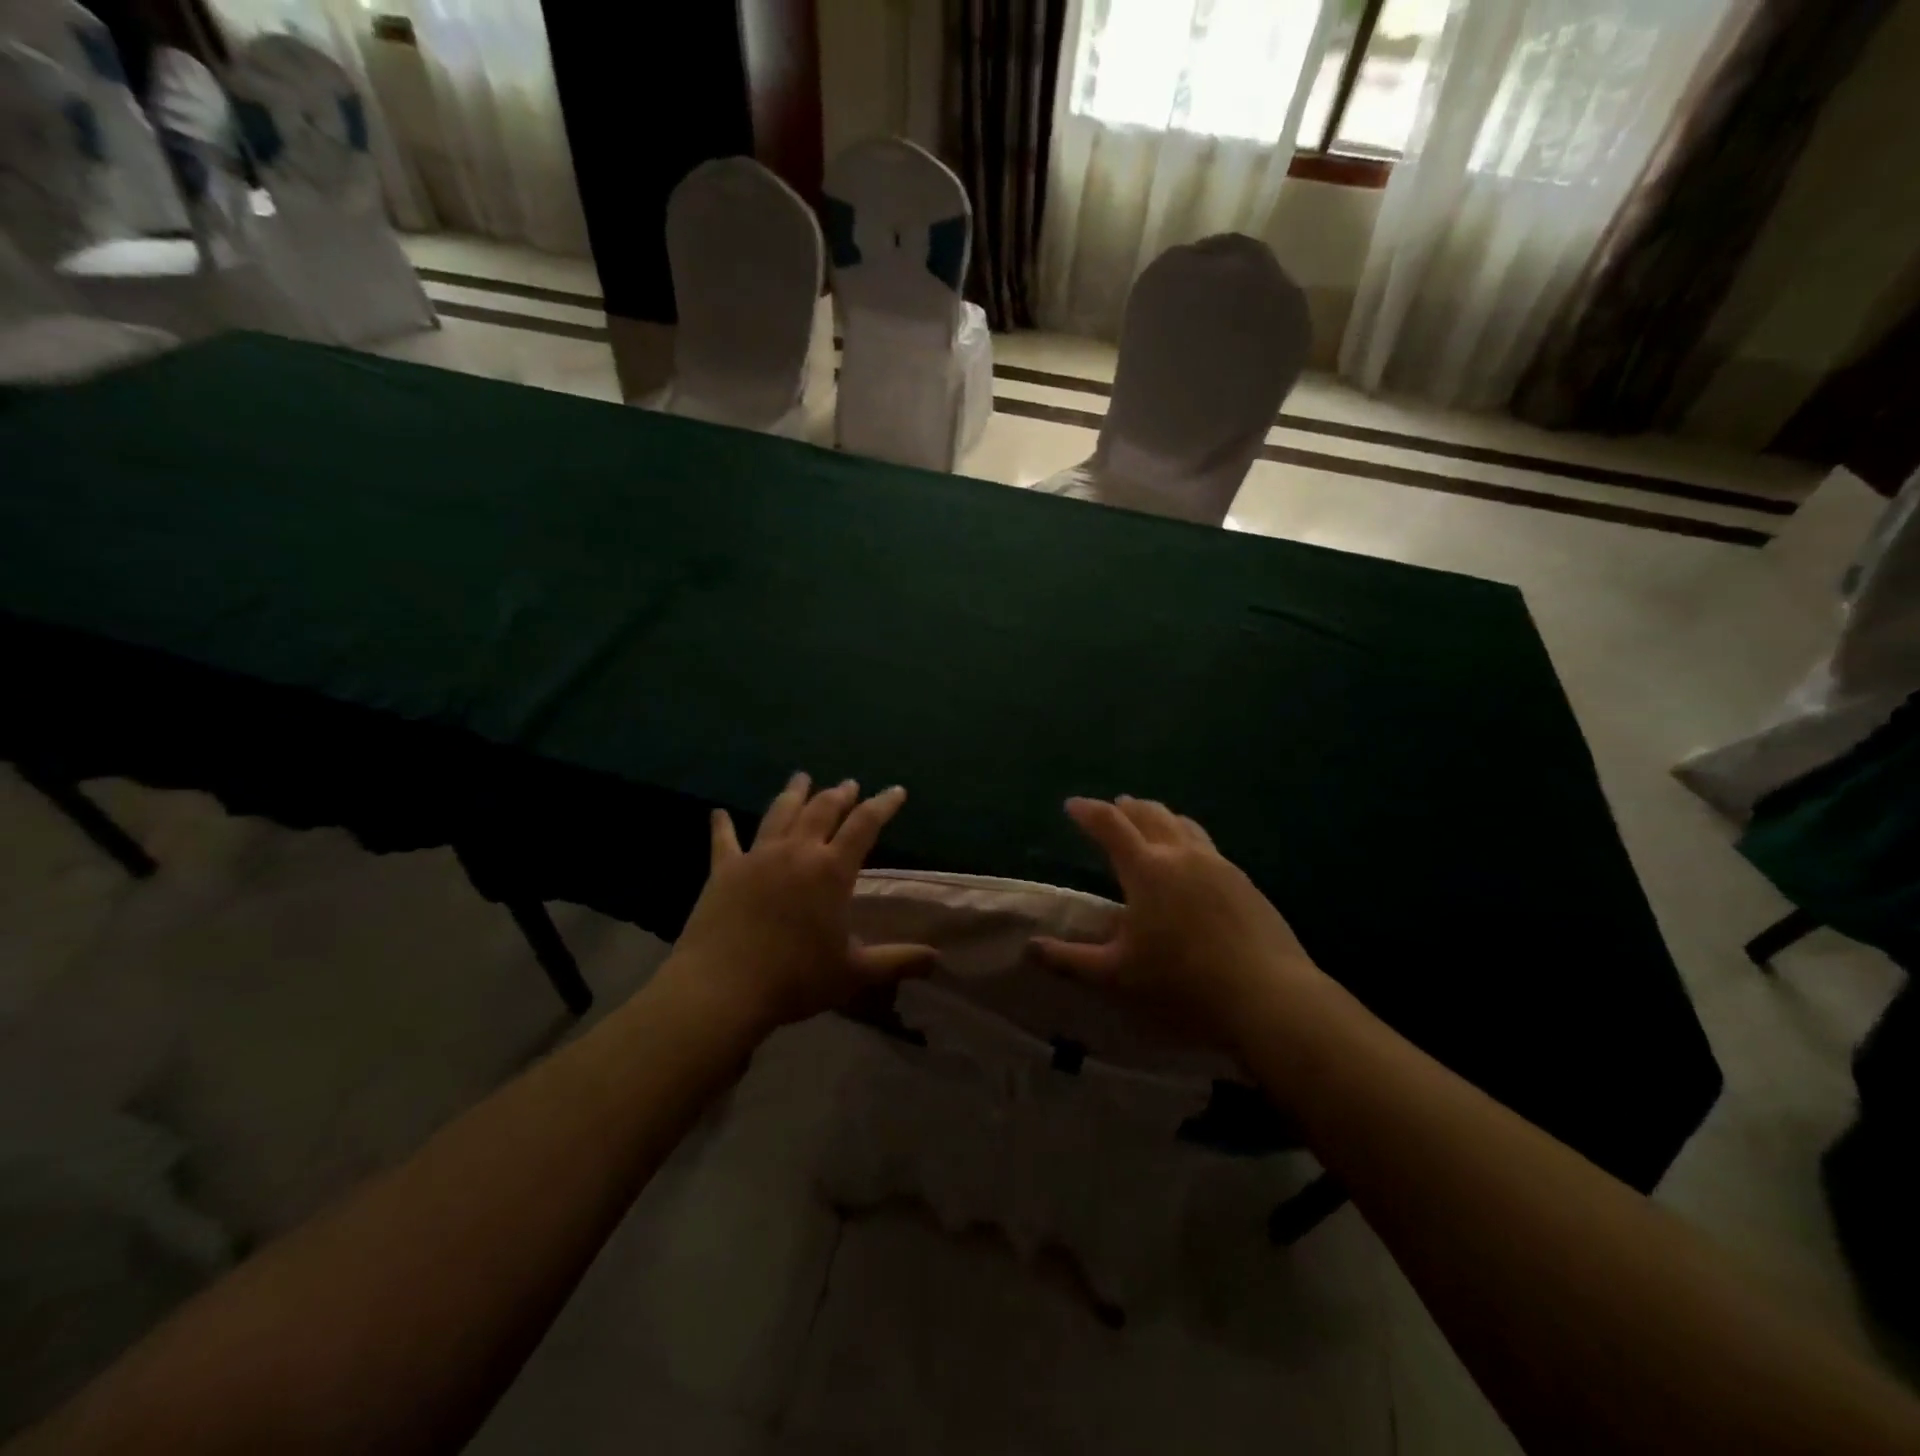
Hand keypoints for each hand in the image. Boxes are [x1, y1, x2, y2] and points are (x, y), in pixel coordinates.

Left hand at [657, 773, 937, 1039]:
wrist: (724, 988)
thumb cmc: (795, 979)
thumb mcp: (854, 973)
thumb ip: (896, 960)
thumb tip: (936, 958)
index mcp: (832, 870)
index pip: (865, 825)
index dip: (883, 804)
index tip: (896, 791)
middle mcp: (797, 852)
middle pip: (822, 810)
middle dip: (839, 794)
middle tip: (848, 785)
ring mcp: (757, 856)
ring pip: (780, 813)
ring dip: (794, 794)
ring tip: (801, 778)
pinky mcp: (724, 870)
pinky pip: (724, 840)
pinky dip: (722, 825)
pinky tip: (718, 813)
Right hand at [1031, 797, 1321, 1051]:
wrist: (1268, 994)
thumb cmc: (1183, 982)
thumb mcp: (1117, 975)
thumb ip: (1071, 960)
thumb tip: (1030, 949)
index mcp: (1147, 869)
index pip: (1109, 824)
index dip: (1087, 811)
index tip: (1071, 805)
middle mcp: (1181, 854)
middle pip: (1149, 814)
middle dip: (1126, 807)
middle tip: (1113, 807)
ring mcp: (1217, 863)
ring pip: (1182, 823)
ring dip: (1159, 815)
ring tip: (1149, 819)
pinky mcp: (1243, 879)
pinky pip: (1206, 843)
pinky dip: (1186, 836)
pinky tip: (1190, 858)